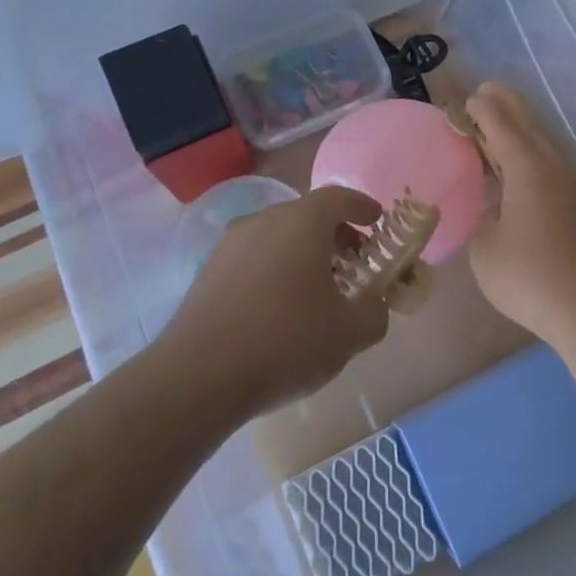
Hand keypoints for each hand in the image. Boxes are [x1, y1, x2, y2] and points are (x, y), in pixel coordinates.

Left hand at [166, 186, 390, 417]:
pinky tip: (281, 307)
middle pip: (307, 215)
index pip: (339, 198)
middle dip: (335, 235)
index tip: (376, 220)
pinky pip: (253, 258)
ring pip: (278, 236)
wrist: (198, 376)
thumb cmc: (285, 341)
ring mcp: (230, 244)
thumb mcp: (348, 333)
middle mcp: (264, 220)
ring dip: (303, 253)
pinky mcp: (208, 271)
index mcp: (302, 222)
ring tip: (318, 290)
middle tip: (353, 263)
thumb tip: (374, 306)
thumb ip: (374, 313)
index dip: (362, 207)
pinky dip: (275, 269)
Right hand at [464, 82, 575, 342]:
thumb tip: (494, 212)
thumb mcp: (485, 250)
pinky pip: (554, 166)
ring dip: (522, 131)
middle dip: (507, 105)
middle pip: (529, 124)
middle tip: (486, 92)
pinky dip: (534, 155)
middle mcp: (556, 166)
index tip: (467, 99)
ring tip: (502, 128)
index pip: (501, 125)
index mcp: (528, 167)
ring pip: (545, 144)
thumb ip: (483, 220)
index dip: (482, 109)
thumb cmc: (530, 276)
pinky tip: (525, 171)